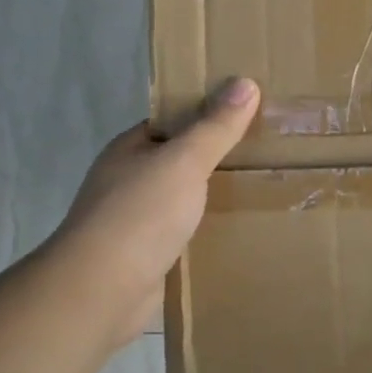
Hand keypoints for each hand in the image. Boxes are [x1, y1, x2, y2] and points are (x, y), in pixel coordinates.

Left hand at [48, 77, 260, 346]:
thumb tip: (245, 82)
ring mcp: (136, 221)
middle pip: (181, 162)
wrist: (103, 290)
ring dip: (214, 198)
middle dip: (218, 160)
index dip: (209, 116)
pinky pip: (185, 235)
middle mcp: (129, 181)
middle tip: (268, 155)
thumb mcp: (184, 161)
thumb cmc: (141, 215)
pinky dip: (208, 232)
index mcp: (131, 150)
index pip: (173, 123)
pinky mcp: (147, 256)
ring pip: (184, 200)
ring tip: (264, 192)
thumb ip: (215, 127)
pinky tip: (239, 232)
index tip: (251, 116)